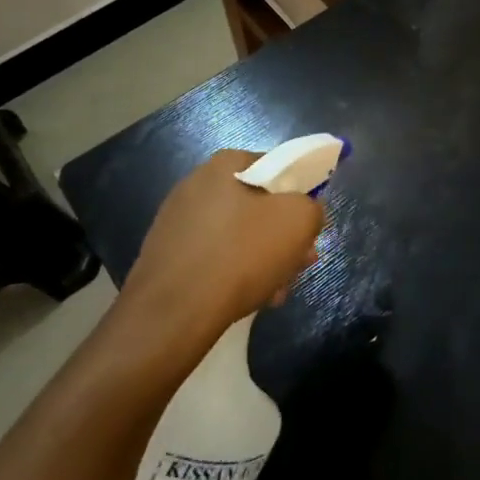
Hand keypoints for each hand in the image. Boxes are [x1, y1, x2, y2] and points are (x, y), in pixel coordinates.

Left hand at [116, 149, 324, 345]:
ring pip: (237, 235)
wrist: (172, 314)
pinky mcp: (166, 257)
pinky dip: (235, 273)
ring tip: (278, 288)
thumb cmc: (240, 254)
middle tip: (300, 260)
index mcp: (224, 165)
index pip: (275, 165)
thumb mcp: (299, 221)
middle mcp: (195, 186)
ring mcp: (176, 223)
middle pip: (256, 204)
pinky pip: (214, 258)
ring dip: (263, 257)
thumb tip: (306, 213)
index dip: (299, 192)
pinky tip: (250, 298)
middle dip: (282, 233)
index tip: (309, 223)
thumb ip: (312, 207)